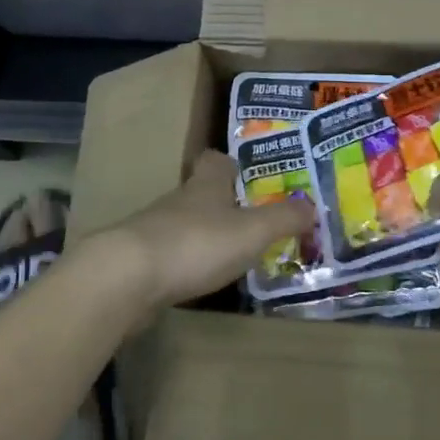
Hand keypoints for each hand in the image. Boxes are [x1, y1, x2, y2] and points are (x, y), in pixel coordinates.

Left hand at [76, 150, 314, 313]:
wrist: (127, 277)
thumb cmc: (197, 244)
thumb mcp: (252, 231)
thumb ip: (283, 219)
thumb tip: (312, 206)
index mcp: (206, 185)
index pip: (216, 161)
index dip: (231, 164)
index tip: (247, 174)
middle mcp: (179, 200)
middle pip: (200, 192)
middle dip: (221, 202)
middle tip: (250, 218)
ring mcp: (155, 230)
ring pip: (184, 224)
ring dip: (204, 234)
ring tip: (230, 252)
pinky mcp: (140, 262)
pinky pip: (170, 255)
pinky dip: (186, 263)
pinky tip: (199, 279)